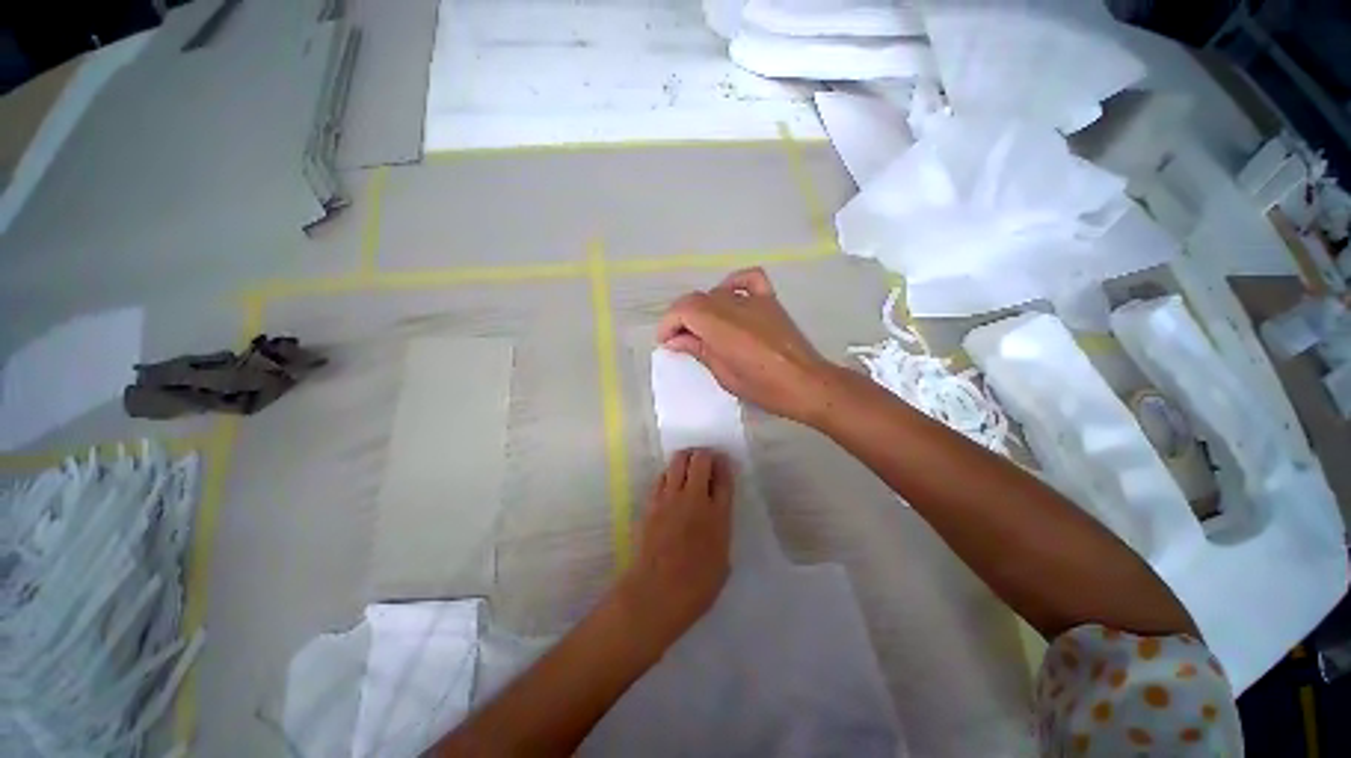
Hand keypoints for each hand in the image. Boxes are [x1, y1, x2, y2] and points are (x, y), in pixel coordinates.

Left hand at [613, 449, 733, 652]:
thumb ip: (721, 529)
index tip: (724, 462)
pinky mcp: (651, 502)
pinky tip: (671, 482)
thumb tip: (716, 513)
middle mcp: (695, 499)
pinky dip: (669, 474)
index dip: (724, 465)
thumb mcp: (723, 560)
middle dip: (705, 454)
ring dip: (686, 458)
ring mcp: (670, 498)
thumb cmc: (696, 587)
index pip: (724, 478)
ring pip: (678, 461)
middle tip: (706, 460)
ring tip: (689, 465)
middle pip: (701, 460)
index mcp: (718, 515)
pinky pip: (661, 477)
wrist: (655, 594)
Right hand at [657, 268, 836, 424]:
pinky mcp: (770, 301)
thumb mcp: (724, 375)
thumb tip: (675, 340)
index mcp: (721, 326)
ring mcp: (754, 300)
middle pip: (696, 300)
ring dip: (702, 308)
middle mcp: (735, 305)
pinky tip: (729, 300)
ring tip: (702, 329)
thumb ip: (699, 350)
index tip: (665, 342)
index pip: (683, 309)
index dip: (668, 323)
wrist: (807, 384)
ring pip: (717, 292)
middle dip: (681, 318)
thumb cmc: (764, 388)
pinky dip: (733, 284)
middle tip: (681, 341)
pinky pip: (747, 280)